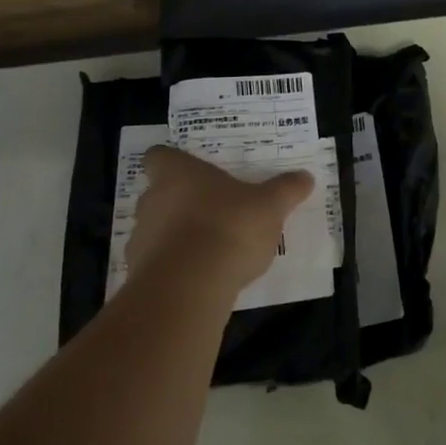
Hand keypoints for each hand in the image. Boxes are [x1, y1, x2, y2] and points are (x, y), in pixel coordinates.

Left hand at [129, 145, 314, 295]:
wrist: (189, 288)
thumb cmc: (228, 227)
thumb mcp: (270, 206)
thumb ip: (286, 189)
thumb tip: (305, 177)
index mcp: (177, 173)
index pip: (158, 156)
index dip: (170, 162)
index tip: (189, 170)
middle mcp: (152, 200)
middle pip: (158, 193)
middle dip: (180, 201)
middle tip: (212, 209)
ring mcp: (140, 239)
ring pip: (156, 229)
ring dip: (177, 236)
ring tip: (210, 248)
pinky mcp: (140, 275)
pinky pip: (158, 263)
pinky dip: (175, 267)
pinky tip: (201, 277)